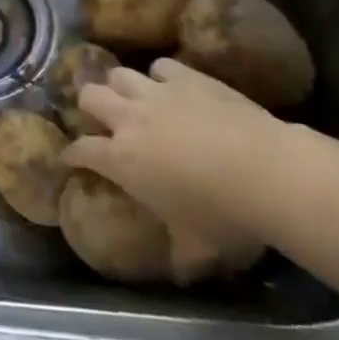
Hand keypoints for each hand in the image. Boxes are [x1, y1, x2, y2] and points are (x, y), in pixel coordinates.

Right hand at [62, 58, 291, 250]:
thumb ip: (180, 255)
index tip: (71, 159)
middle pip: (89, 96)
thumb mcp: (198, 247)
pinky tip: (171, 86)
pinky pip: (161, 66)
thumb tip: (181, 273)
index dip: (72, 155)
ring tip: (132, 98)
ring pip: (118, 74)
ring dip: (121, 86)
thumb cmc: (225, 216)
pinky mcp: (187, 77)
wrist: (267, 172)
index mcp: (121, 160)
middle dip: (89, 106)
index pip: (80, 150)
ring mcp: (157, 93)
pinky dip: (161, 75)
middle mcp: (129, 119)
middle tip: (102, 120)